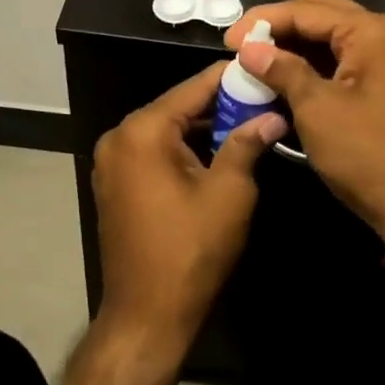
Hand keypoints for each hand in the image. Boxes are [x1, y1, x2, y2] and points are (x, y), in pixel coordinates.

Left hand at [92, 63, 288, 351]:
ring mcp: (112, 160)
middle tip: (262, 99)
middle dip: (220, 105)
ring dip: (203, 128)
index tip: (261, 67)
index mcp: (143, 130)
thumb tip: (272, 115)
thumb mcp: (229, 193)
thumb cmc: (191, 251)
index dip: (230, 78)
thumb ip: (247, 144)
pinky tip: (217, 152)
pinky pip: (154, 151)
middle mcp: (120, 136)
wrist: (146, 317)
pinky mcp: (115, 183)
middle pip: (178, 106)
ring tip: (248, 123)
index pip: (193, 88)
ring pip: (167, 129)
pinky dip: (183, 148)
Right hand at [225, 0, 384, 244]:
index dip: (263, 21)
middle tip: (244, 43)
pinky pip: (344, 55)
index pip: (307, 10)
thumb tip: (248, 48)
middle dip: (280, 25)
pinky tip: (285, 73)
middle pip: (322, 11)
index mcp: (372, 31)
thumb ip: (281, 69)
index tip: (227, 40)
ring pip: (333, 33)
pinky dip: (314, 61)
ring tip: (258, 57)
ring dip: (296, 42)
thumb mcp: (316, 109)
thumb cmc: (365, 155)